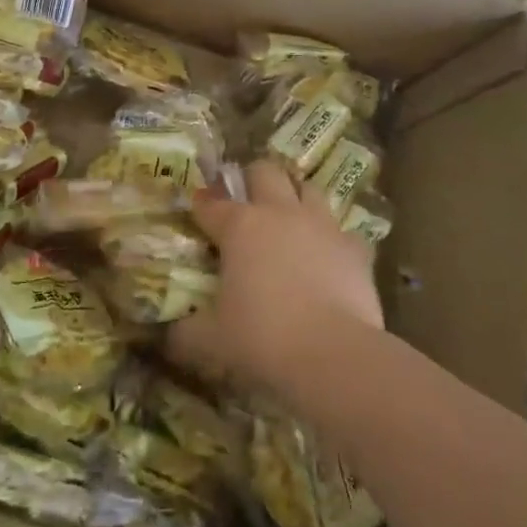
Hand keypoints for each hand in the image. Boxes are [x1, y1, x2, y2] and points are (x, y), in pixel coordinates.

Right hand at [168, 160, 383, 401]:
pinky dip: (332, 240)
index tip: (197, 210)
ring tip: (289, 220)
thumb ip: (187, 332)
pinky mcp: (355, 248)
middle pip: (265, 172)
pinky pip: (342, 232)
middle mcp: (280, 213)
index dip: (201, 205)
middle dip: (252, 179)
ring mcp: (322, 226)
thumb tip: (171, 335)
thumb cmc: (263, 339)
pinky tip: (328, 258)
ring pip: (308, 189)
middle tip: (246, 202)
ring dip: (296, 198)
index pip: (211, 203)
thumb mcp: (212, 340)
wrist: (334, 355)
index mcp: (239, 226)